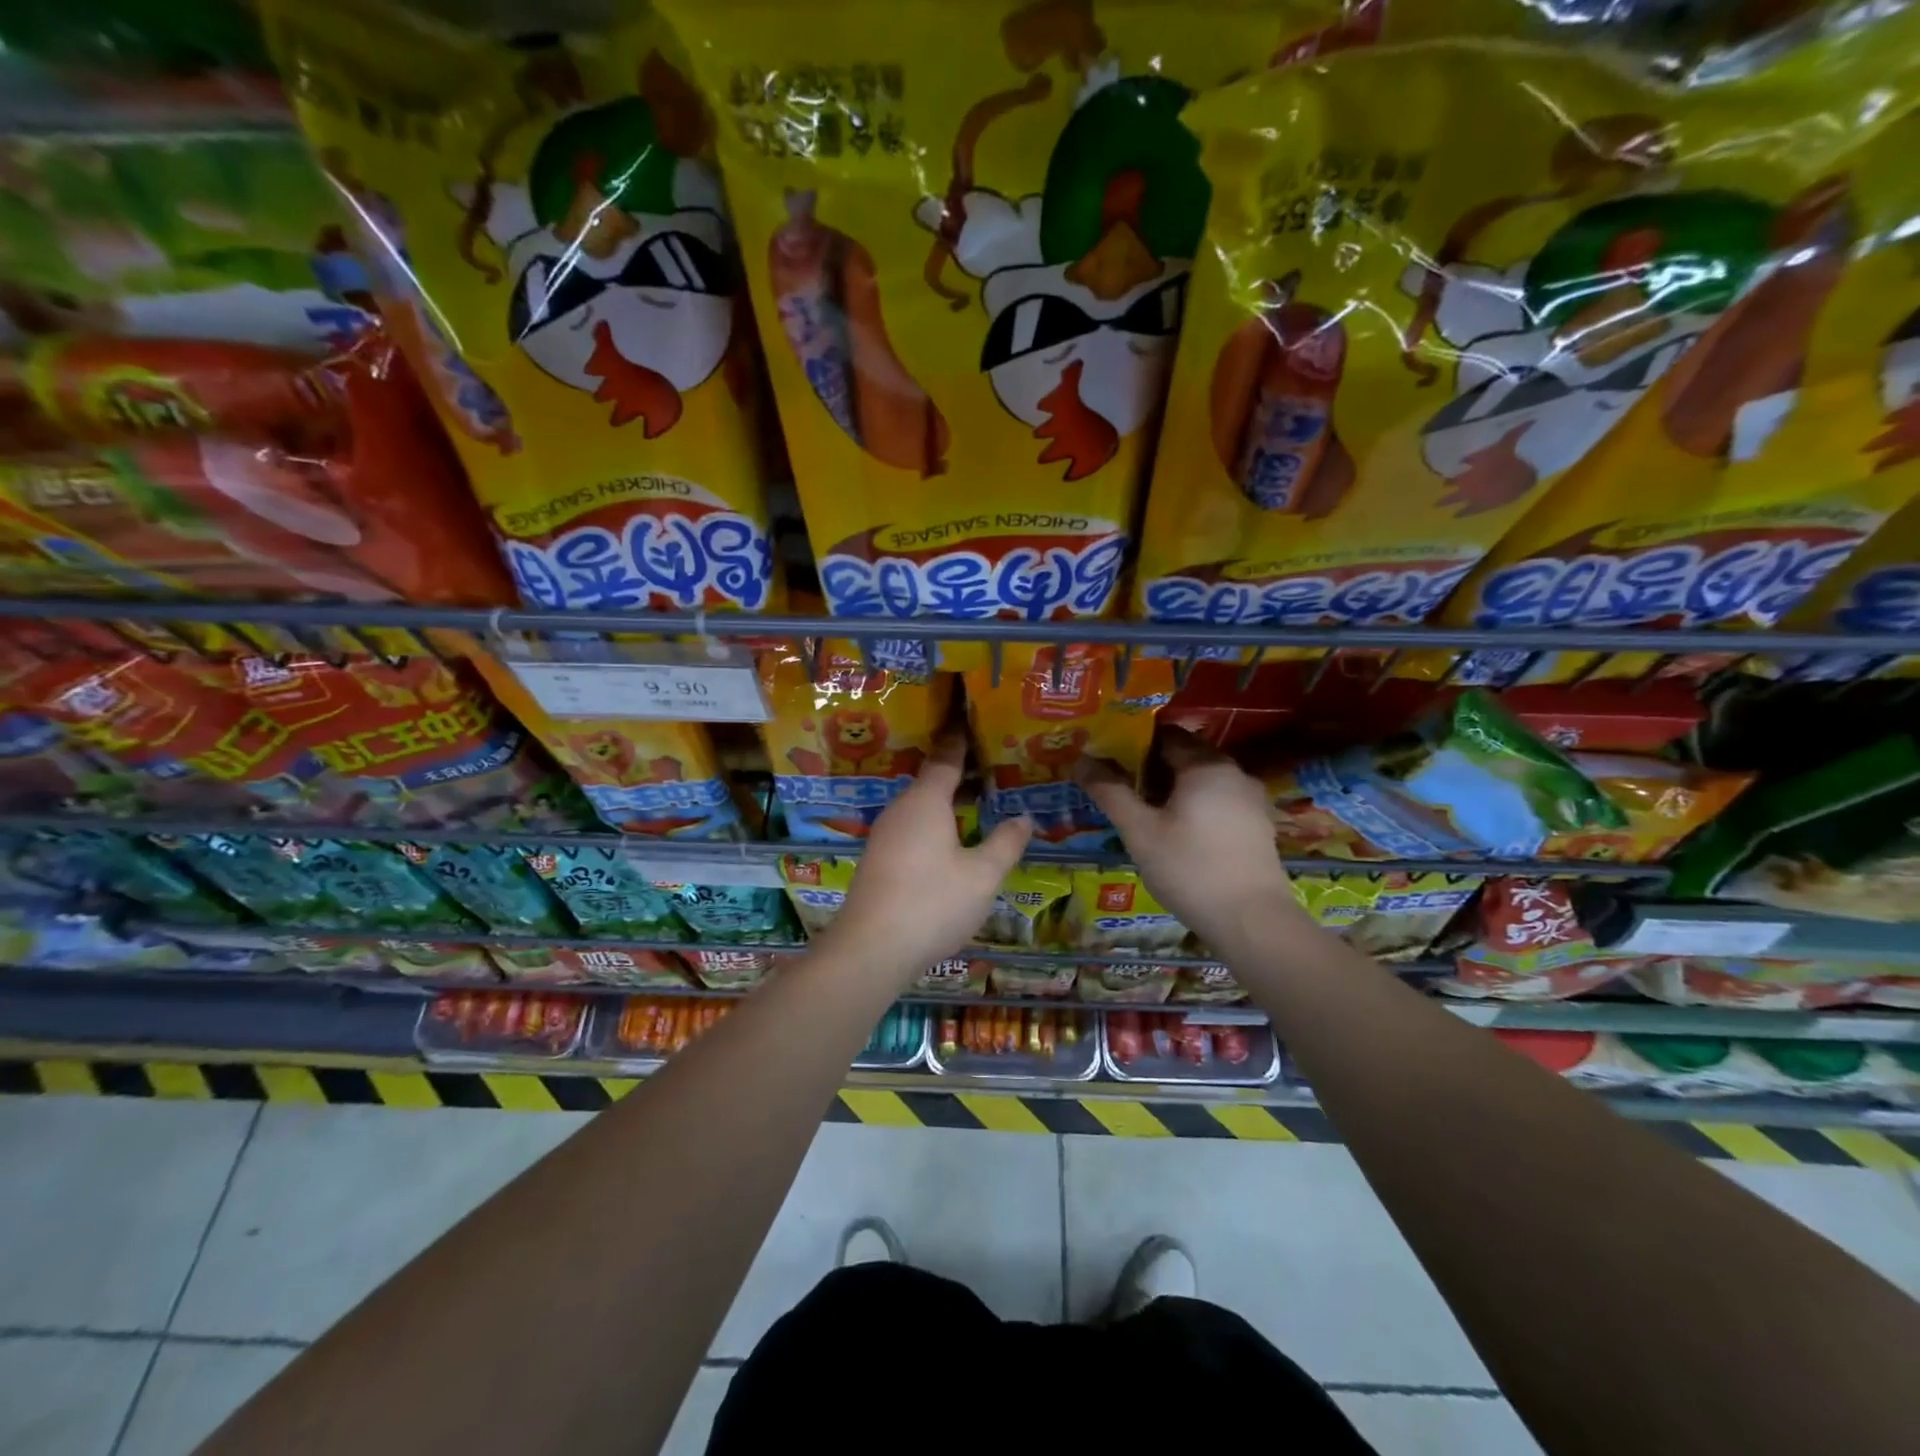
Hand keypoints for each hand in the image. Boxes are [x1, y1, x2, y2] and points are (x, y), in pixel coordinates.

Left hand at [817, 736, 1031, 982]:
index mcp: (926, 801)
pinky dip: (933, 824)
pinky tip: (949, 840)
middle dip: (958, 772)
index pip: (946, 758)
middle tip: (990, 764)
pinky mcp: (878, 860)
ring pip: (920, 807)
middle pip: (931, 781)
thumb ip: (1006, 843)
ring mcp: (885, 835)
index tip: (972, 720)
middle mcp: (901, 810)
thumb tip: (1025, 817)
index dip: (961, 740)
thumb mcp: (982, 875)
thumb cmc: (932, 903)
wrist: (871, 950)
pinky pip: (911, 828)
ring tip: (976, 800)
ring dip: (945, 801)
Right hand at [1078, 728, 1300, 945]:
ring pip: (1203, 780)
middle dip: (1153, 766)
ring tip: (1143, 810)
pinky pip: (1218, 800)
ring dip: (1173, 788)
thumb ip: (1110, 792)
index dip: (1135, 742)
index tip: (1110, 756)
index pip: (1166, 735)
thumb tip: (1080, 760)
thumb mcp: (1139, 831)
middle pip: (1187, 756)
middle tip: (1121, 784)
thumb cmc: (1190, 869)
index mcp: (1206, 766)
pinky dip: (1194, 805)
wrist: (1252, 922)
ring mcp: (1251, 800)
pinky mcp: (1257, 826)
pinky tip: (1176, 831)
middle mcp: (1234, 773)